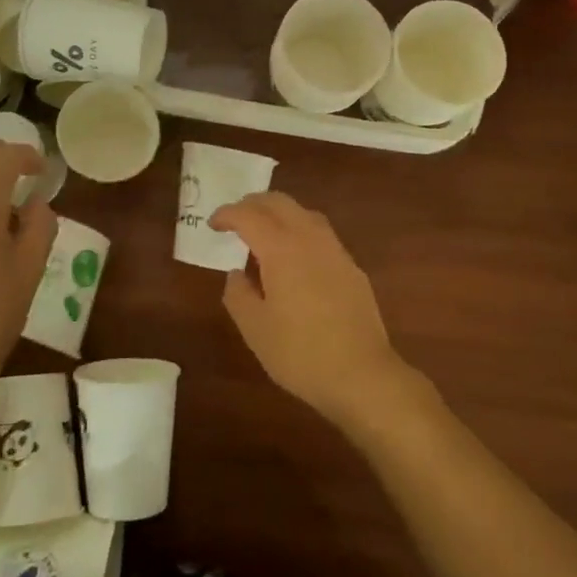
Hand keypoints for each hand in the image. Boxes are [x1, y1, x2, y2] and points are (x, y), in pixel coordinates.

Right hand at [212, 192, 414, 432]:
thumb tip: (236, 274)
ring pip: (304, 213)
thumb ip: (238, 295)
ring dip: (279, 213)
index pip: (249, 216)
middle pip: (279, 203)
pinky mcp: (351, 267)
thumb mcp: (255, 329)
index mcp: (281, 248)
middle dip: (253, 203)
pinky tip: (296, 255)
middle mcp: (309, 238)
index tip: (213, 224)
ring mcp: (335, 250)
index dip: (227, 214)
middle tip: (235, 217)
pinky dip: (300, 230)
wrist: (363, 374)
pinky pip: (320, 233)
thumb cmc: (300, 353)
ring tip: (264, 230)